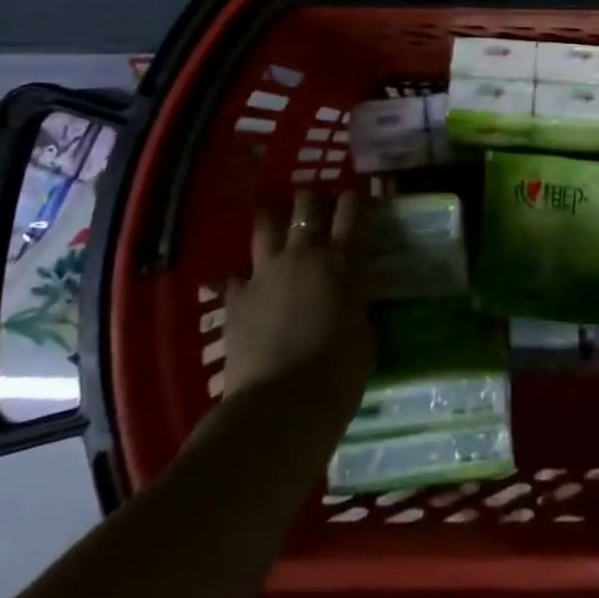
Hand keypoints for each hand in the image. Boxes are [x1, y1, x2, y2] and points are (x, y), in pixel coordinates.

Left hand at [223, 191, 371, 416]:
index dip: (354, 198)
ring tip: (271, 214)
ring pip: (266, 227)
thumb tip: (350, 304)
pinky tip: (239, 282)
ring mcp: (265, 273)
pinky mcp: (236, 297)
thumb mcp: (363, 335)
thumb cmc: (338, 373)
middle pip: (306, 207)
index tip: (355, 193)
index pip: (351, 213)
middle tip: (314, 200)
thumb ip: (355, 309)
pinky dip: (240, 278)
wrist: (283, 405)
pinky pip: (235, 277)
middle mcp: (303, 255)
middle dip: (311, 199)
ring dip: (271, 218)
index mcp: (341, 262)